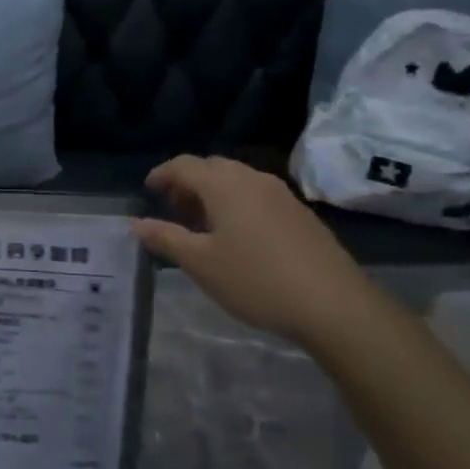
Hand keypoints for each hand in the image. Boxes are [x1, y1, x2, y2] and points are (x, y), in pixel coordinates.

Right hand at [132, 155, 389, 348]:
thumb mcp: (200, 263)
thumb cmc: (255, 279)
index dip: (162, 174)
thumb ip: (165, 238)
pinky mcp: (300, 212)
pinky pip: (257, 195)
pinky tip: (237, 236)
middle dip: (188, 183)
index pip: (184, 164)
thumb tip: (136, 223)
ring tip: (201, 225)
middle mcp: (252, 179)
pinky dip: (237, 203)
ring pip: (237, 181)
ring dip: (213, 194)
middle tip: (173, 210)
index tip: (148, 190)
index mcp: (224, 184)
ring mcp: (281, 194)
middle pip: (212, 168)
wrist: (333, 304)